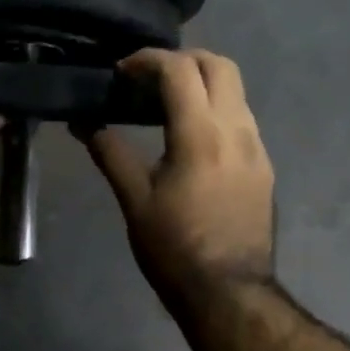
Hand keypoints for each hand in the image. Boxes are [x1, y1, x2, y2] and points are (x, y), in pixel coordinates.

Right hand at [84, 49, 275, 305]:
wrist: (229, 292)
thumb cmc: (174, 248)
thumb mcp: (135, 201)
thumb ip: (110, 153)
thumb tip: (84, 123)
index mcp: (200, 135)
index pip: (179, 70)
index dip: (148, 60)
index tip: (123, 71)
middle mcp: (236, 130)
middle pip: (220, 65)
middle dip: (184, 58)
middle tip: (149, 77)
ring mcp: (257, 147)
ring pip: (236, 90)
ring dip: (203, 82)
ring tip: (168, 103)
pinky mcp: (265, 166)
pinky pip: (242, 118)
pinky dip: (216, 108)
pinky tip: (193, 135)